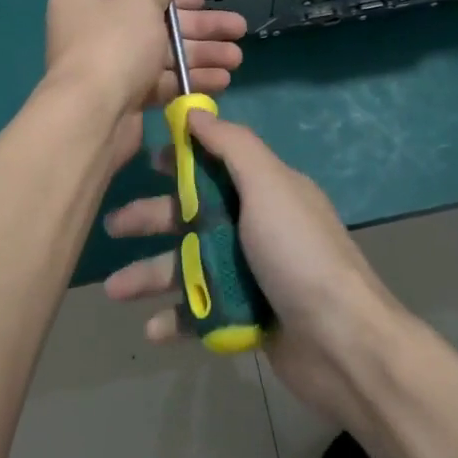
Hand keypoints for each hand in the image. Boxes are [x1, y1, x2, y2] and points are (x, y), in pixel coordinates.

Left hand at [43, 0, 247, 163]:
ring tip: (237, 58)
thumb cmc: (115, 44)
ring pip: (162, 55)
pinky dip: (188, 80)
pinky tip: (222, 80)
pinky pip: (160, 82)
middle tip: (238, 29)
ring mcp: (108, 66)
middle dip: (198, 29)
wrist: (93, 113)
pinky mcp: (123, 97)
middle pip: (155, 24)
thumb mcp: (141, 5)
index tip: (203, 0)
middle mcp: (93, 29)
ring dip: (200, 55)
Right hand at [100, 111, 406, 425]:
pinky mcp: (245, 317)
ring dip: (150, 273)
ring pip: (188, 265)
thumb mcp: (269, 185)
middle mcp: (255, 226)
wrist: (343, 344)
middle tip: (113, 226)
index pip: (214, 164)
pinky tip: (153, 329)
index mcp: (265, 190)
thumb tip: (197, 112)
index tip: (145, 162)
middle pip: (192, 214)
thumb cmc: (299, 254)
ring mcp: (250, 274)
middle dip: (151, 219)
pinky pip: (200, 311)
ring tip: (115, 289)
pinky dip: (176, 317)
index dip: (179, 160)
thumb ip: (233, 146)